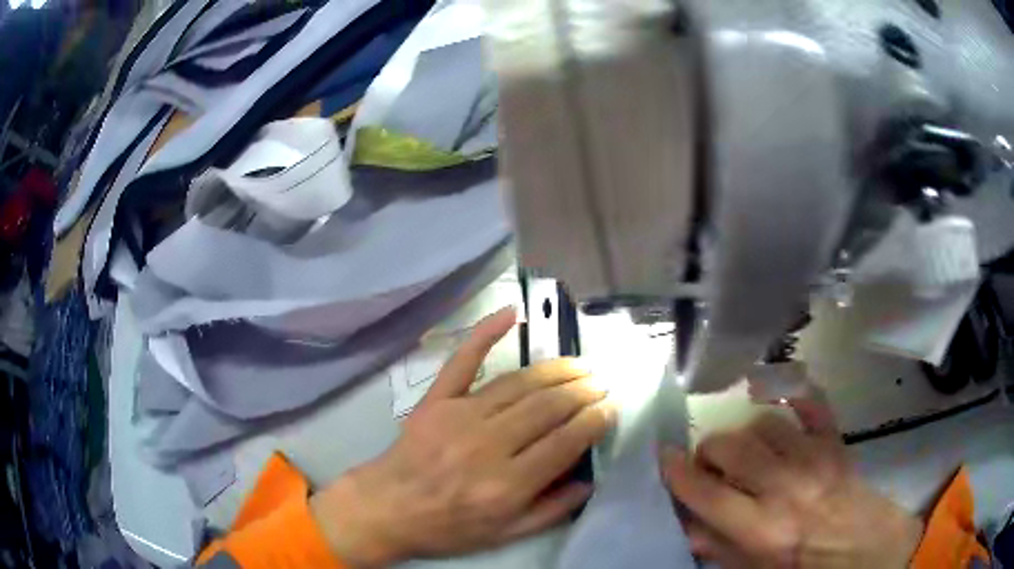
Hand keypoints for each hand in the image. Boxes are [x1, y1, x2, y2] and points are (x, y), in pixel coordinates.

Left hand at [311, 307, 616, 566]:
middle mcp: (488, 445)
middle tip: (601, 385)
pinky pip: (463, 360)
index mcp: (507, 484)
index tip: (611, 408)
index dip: (595, 421)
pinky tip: (512, 313)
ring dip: (556, 370)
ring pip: (520, 384)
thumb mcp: (505, 535)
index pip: (566, 441)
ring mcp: (460, 416)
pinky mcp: (437, 399)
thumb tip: (590, 480)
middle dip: (583, 392)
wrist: (388, 507)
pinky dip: (487, 332)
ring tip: (580, 366)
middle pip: (548, 407)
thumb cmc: (448, 526)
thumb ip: (551, 511)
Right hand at [662, 396, 923, 568]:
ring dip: (747, 434)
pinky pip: (811, 402)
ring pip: (764, 423)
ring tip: (748, 450)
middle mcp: (783, 486)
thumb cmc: (804, 565)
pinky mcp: (834, 440)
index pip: (705, 491)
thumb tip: (687, 522)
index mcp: (760, 527)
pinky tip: (778, 398)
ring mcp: (813, 456)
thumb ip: (717, 546)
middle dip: (710, 450)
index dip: (678, 472)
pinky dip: (792, 394)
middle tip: (712, 464)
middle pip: (731, 446)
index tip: (665, 458)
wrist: (862, 549)